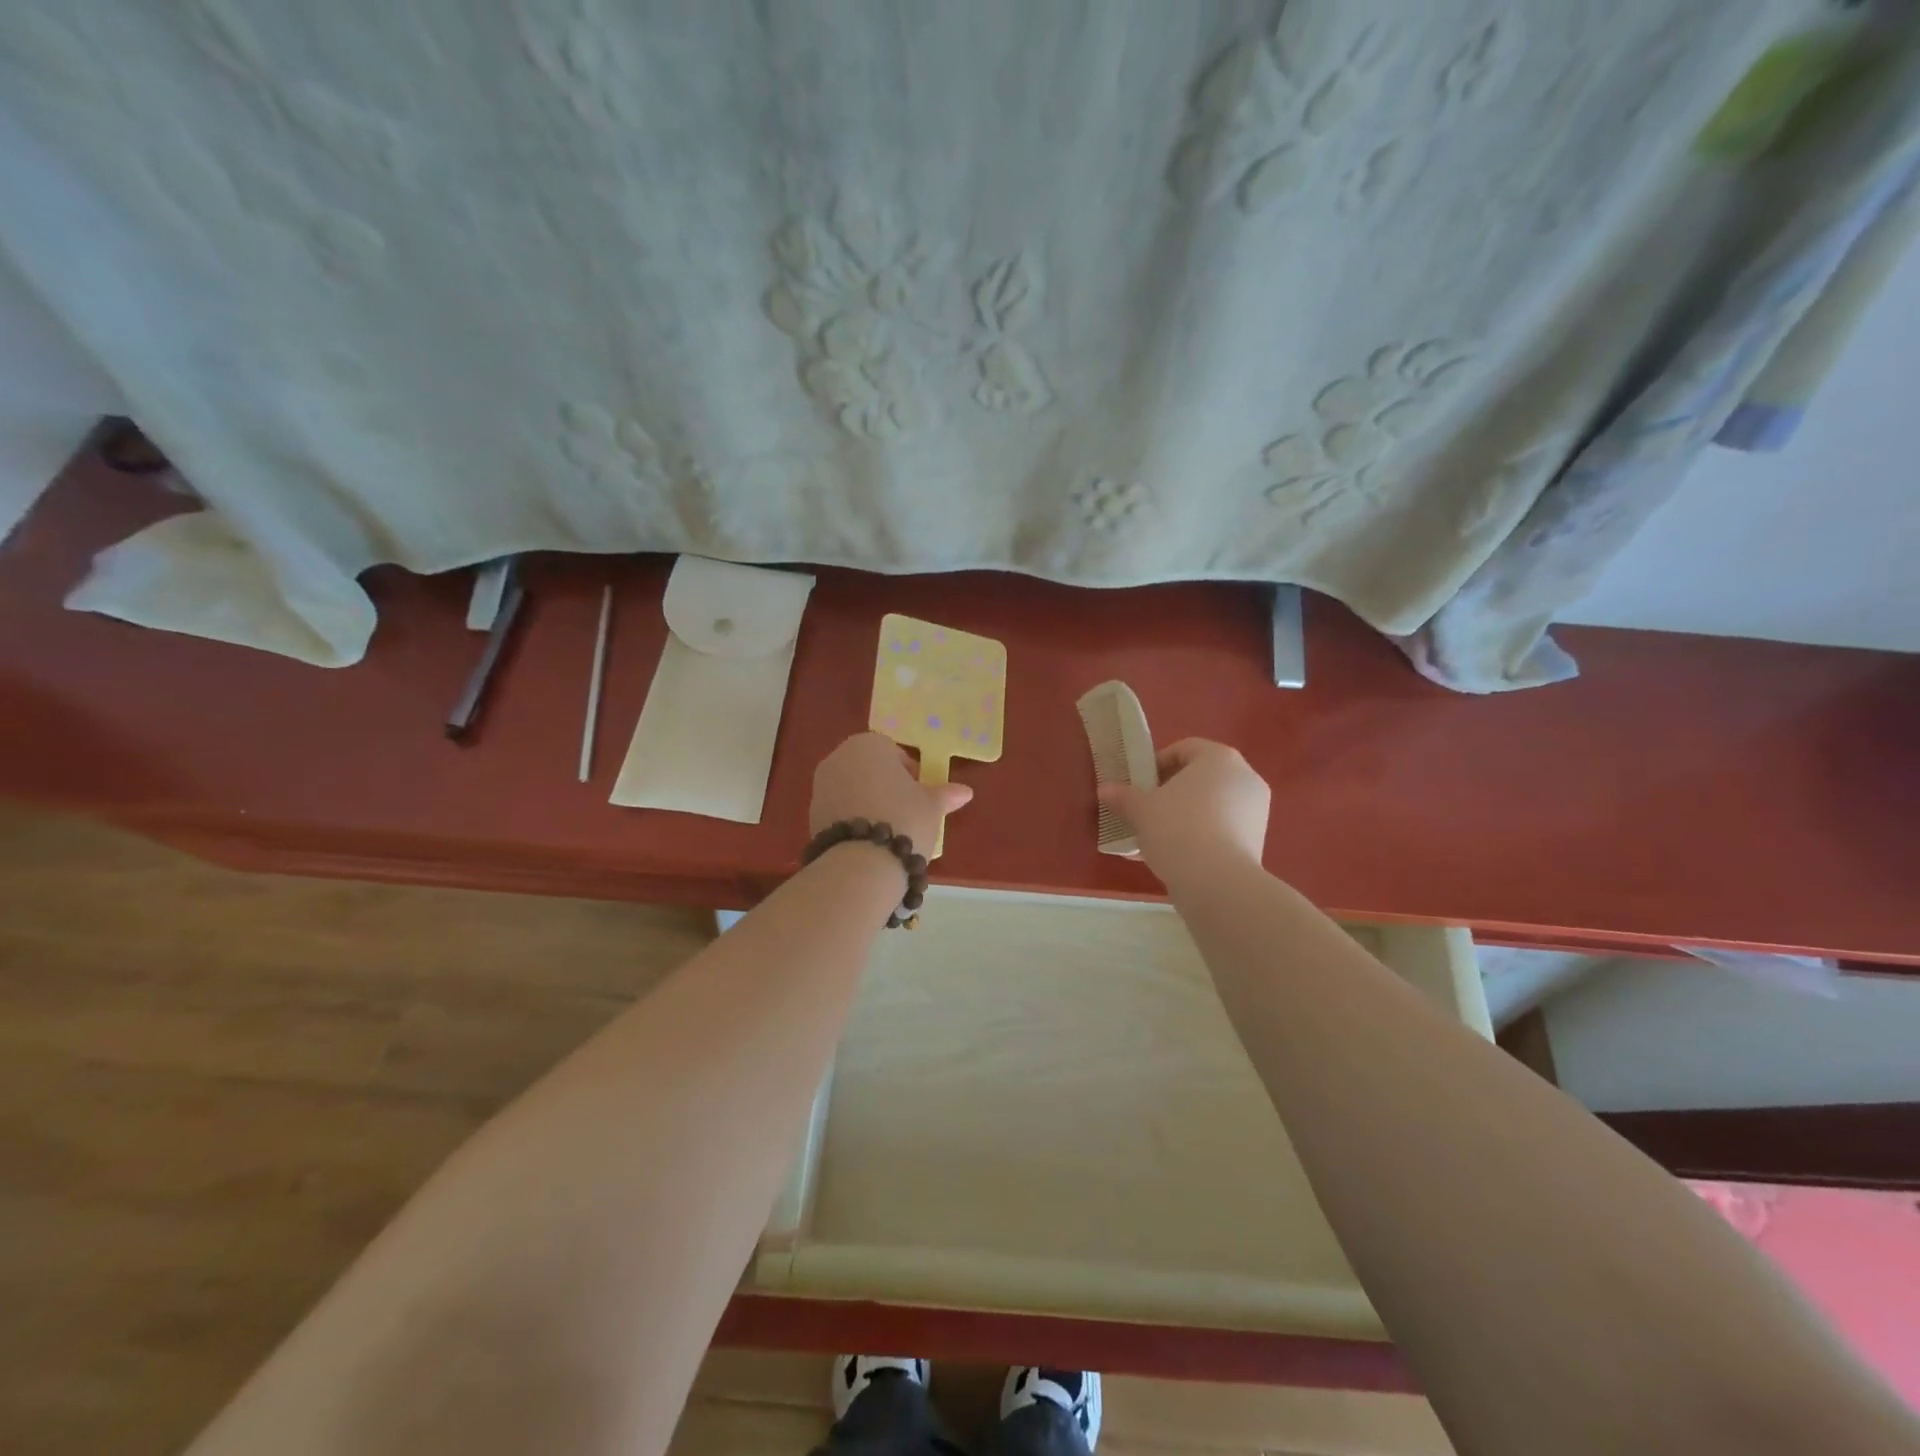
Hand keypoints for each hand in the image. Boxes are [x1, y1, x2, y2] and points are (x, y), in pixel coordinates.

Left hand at [809, 732, 972, 853]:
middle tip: (907, 812)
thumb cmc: (903, 819)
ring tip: (889, 830)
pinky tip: (869, 842)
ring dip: (869, 803)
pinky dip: (854, 820)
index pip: (893, 752)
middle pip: (870, 768)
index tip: (920, 795)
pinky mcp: (811, 814)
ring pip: (853, 789)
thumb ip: (945, 794)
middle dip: (887, 786)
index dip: (910, 773)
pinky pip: (840, 810)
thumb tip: (965, 792)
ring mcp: (821, 786)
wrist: (860, 862)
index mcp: (869, 744)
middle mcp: (839, 757)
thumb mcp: (931, 806)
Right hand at [1097, 738, 1268, 880]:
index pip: (1184, 749)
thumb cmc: (1177, 830)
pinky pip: (1222, 827)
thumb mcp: (1141, 811)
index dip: (1157, 764)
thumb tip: (1104, 789)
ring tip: (1157, 837)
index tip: (1139, 784)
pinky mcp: (1257, 839)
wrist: (1217, 882)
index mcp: (1219, 758)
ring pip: (1211, 804)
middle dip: (1171, 791)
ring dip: (1184, 815)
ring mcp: (1256, 809)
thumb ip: (1123, 796)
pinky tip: (1176, 855)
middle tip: (1146, 809)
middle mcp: (1244, 777)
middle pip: (1200, 776)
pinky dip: (1201, 835)